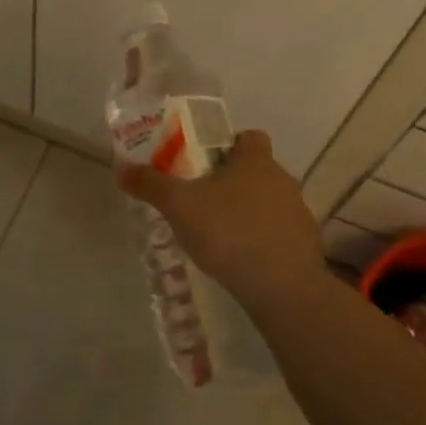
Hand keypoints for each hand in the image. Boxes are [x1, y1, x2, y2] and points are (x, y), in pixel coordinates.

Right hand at [117, 130, 325, 315]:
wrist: (283, 288)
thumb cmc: (229, 232)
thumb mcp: (179, 206)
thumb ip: (151, 185)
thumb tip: (122, 170)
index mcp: (255, 161)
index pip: (249, 137)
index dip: (229, 143)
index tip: (204, 160)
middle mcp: (282, 180)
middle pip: (256, 170)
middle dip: (231, 180)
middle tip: (200, 197)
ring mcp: (297, 213)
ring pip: (267, 202)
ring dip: (246, 211)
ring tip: (216, 232)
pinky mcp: (303, 245)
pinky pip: (277, 232)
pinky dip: (260, 239)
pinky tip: (238, 258)